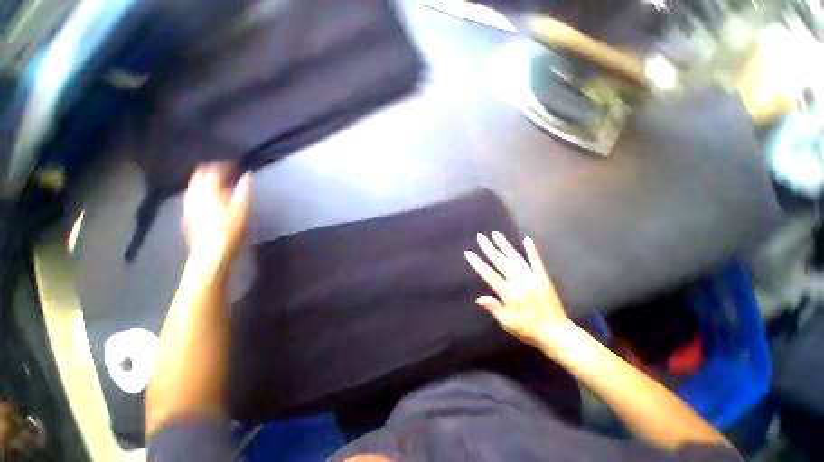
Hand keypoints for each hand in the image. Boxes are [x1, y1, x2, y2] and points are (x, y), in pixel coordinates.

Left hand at [182, 163, 250, 272]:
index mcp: (209, 191)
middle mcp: (195, 194)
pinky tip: (207, 198)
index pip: (214, 170)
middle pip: (199, 175)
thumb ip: (244, 190)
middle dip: (211, 170)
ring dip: (204, 180)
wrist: (210, 253)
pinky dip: (200, 192)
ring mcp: (189, 205)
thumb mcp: (243, 210)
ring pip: (193, 186)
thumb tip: (247, 176)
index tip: (236, 163)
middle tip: (225, 171)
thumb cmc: (230, 230)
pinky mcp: (187, 216)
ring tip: (216, 182)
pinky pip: (192, 196)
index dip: (225, 165)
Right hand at [465, 232, 575, 353]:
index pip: (489, 275)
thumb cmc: (528, 330)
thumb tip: (478, 298)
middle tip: (480, 236)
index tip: (469, 253)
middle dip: (489, 248)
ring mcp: (532, 278)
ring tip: (495, 234)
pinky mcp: (543, 278)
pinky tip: (527, 239)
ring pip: (515, 258)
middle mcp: (519, 282)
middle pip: (501, 262)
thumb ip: (494, 308)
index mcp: (509, 293)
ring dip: (504, 245)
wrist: (557, 333)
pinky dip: (531, 250)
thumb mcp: (507, 323)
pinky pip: (536, 261)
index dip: (478, 263)